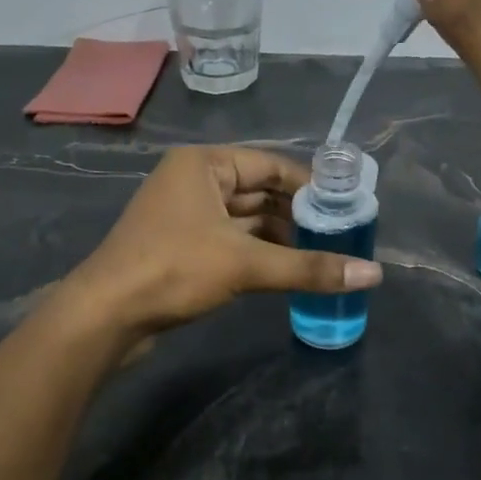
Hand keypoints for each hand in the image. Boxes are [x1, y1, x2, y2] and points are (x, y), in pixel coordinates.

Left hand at [62, 146, 381, 334]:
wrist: (106, 315)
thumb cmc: (174, 270)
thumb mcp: (246, 265)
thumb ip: (309, 268)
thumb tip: (374, 275)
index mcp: (204, 165)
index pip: (270, 164)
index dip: (309, 185)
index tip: (345, 206)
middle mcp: (194, 181)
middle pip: (258, 190)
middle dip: (297, 213)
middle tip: (340, 234)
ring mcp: (184, 214)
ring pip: (244, 218)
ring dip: (279, 235)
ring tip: (322, 253)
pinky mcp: (180, 245)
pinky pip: (230, 240)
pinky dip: (258, 252)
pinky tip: (287, 269)